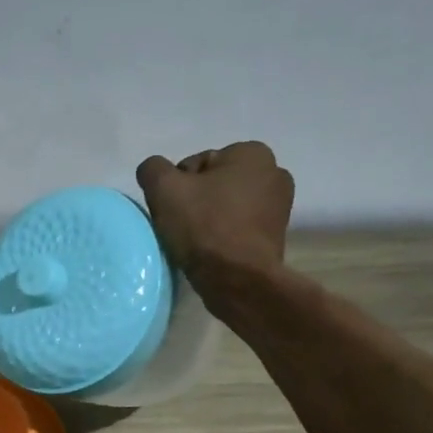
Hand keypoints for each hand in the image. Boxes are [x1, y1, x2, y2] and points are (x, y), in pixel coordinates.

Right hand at [136, 141, 294, 296]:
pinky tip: (211, 251)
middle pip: (214, 184)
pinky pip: (238, 227)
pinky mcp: (276, 236)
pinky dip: (223, 235)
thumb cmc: (204, 227)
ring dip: (209, 219)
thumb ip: (153, 169)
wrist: (238, 280)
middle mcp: (274, 172)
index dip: (178, 187)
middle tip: (181, 226)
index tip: (173, 210)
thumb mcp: (164, 189)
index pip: (197, 164)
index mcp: (252, 153)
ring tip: (195, 242)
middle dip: (196, 201)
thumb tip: (154, 172)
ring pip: (226, 206)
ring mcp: (280, 206)